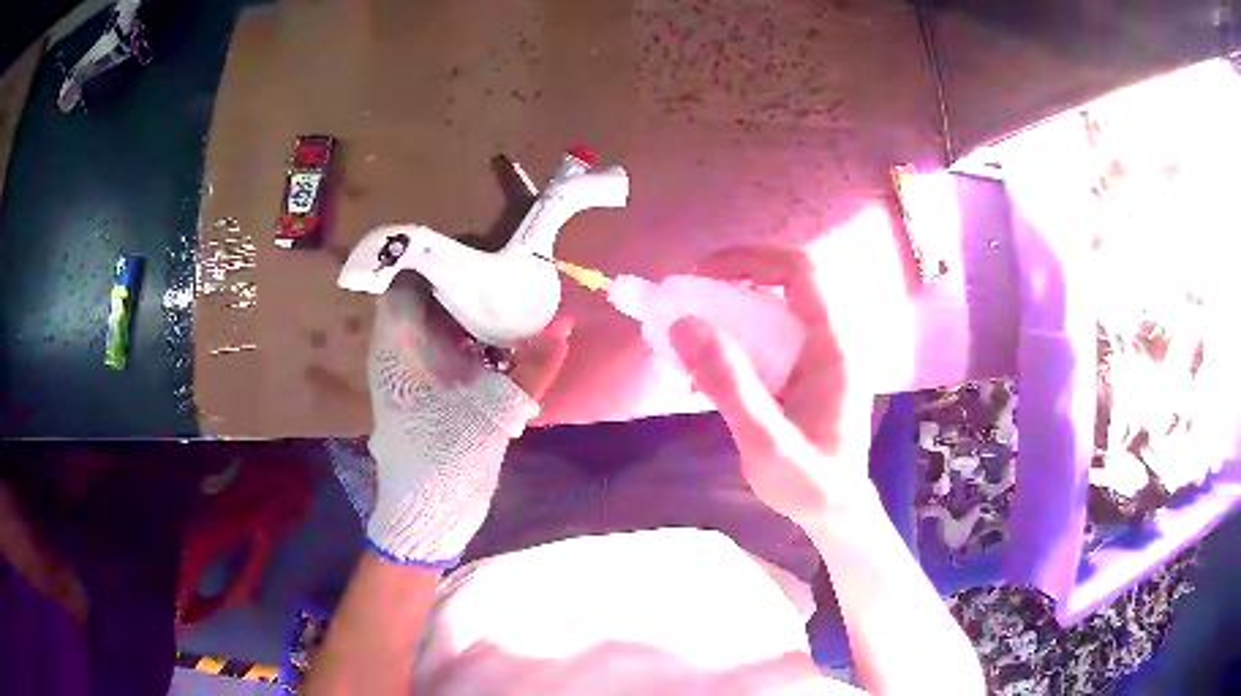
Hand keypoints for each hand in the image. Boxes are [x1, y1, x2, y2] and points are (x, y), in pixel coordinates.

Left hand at [337, 274, 570, 566]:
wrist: (427, 516)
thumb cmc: (444, 461)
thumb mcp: (493, 413)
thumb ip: (532, 369)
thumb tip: (564, 325)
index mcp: (399, 350)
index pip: (407, 284)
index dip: (438, 261)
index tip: (480, 250)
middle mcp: (400, 354)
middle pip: (425, 301)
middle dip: (463, 283)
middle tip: (507, 270)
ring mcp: (412, 374)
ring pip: (437, 326)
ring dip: (470, 313)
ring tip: (513, 297)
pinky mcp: (426, 392)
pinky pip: (447, 351)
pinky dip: (472, 342)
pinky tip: (505, 342)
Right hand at [669, 246, 876, 526]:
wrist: (834, 512)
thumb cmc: (810, 483)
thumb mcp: (766, 441)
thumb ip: (730, 385)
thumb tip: (684, 325)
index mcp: (832, 346)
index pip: (800, 271)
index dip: (752, 258)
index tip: (702, 275)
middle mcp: (827, 341)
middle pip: (778, 287)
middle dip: (726, 288)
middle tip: (682, 307)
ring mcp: (815, 357)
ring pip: (767, 314)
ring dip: (723, 319)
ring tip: (682, 345)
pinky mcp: (800, 374)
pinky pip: (763, 342)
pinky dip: (729, 347)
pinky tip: (700, 378)